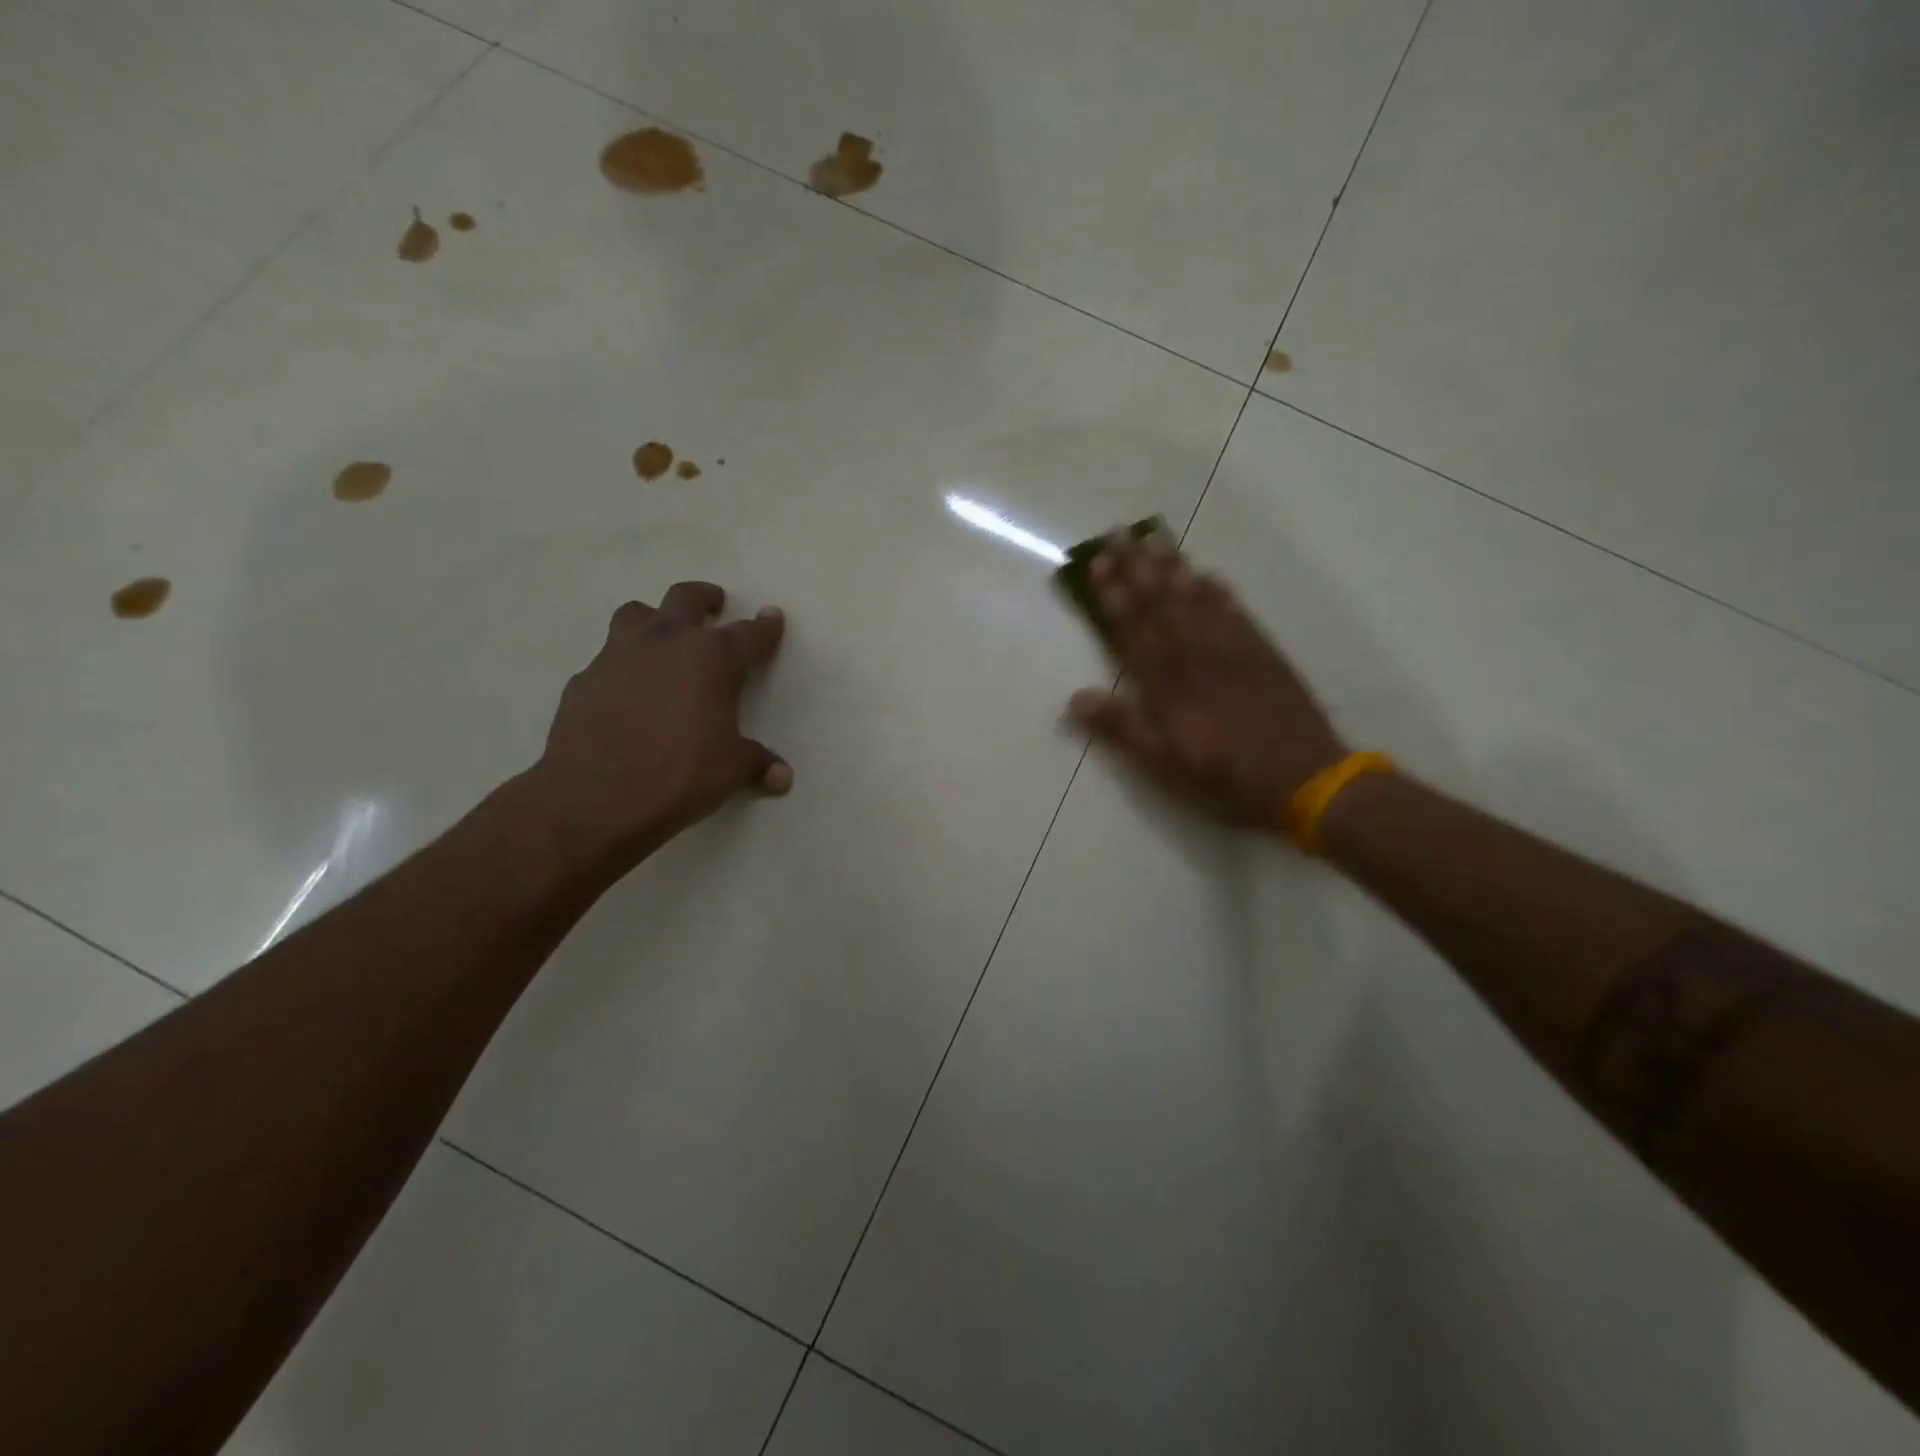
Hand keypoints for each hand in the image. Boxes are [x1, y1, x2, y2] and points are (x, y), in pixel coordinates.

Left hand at [530, 581, 788, 874]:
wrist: (593, 797)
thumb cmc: (679, 774)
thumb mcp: (730, 770)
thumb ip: (757, 764)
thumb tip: (783, 777)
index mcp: (712, 658)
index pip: (749, 634)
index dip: (765, 627)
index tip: (773, 617)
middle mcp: (666, 642)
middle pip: (686, 599)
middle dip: (705, 599)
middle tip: (714, 606)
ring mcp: (619, 655)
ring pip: (636, 614)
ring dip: (654, 619)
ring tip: (662, 639)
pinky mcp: (585, 679)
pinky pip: (608, 659)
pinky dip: (622, 666)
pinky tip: (626, 693)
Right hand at [1067, 535, 1346, 833]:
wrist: (1303, 777)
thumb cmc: (1223, 776)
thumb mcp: (1162, 763)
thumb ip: (1120, 727)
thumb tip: (1074, 698)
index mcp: (1167, 680)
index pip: (1133, 627)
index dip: (1114, 594)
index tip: (1098, 562)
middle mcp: (1196, 653)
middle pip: (1161, 601)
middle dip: (1136, 566)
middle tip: (1118, 532)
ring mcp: (1232, 648)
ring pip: (1195, 597)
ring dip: (1172, 566)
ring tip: (1154, 538)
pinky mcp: (1262, 652)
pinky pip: (1235, 610)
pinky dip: (1218, 590)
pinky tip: (1207, 574)